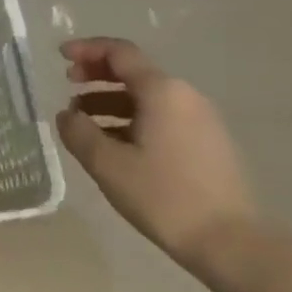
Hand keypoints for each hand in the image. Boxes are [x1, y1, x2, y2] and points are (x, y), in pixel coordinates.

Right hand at [57, 37, 257, 273]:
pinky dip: (131, 119)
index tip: (59, 54)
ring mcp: (200, 120)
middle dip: (97, 74)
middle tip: (68, 85)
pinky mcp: (207, 143)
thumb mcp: (108, 164)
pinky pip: (161, 117)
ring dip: (111, 100)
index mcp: (162, 91)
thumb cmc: (164, 196)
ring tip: (82, 120)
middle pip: (134, 72)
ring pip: (147, 97)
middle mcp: (184, 96)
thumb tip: (66, 115)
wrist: (231, 242)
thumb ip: (78, 132)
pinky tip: (113, 143)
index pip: (120, 53)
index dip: (87, 49)